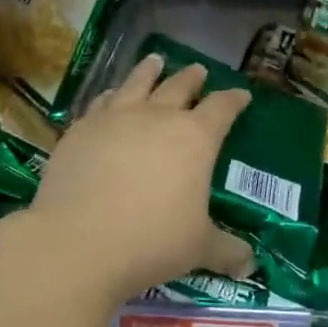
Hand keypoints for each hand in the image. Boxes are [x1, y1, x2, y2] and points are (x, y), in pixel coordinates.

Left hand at [21, 54, 254, 301]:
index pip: (222, 108)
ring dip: (149, 71)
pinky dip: (111, 95)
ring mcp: (114, 119)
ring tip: (155, 60)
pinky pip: (101, 102)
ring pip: (136, 83)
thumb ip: (227, 251)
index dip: (234, 100)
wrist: (77, 242)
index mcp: (194, 138)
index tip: (241, 94)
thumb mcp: (197, 248)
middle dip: (192, 78)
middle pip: (179, 87)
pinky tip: (110, 96)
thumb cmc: (151, 241)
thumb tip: (249, 266)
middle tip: (199, 71)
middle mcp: (156, 117)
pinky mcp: (80, 130)